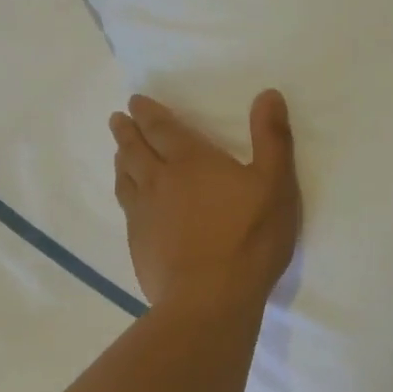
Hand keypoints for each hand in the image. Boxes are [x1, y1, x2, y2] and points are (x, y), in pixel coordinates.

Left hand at [110, 91, 301, 313]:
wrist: (211, 298)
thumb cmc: (249, 237)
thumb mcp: (275, 183)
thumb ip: (272, 138)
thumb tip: (268, 94)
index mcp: (191, 161)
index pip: (163, 129)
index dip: (149, 113)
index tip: (135, 102)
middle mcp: (159, 181)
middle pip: (135, 150)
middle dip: (127, 132)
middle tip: (117, 119)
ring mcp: (144, 215)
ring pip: (126, 179)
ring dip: (122, 161)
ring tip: (119, 153)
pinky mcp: (139, 245)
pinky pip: (126, 210)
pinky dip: (125, 195)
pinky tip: (130, 201)